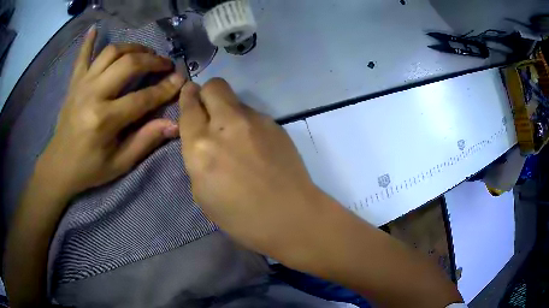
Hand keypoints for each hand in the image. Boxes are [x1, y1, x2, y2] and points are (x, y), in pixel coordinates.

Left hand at [37, 26, 185, 197]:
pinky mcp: (74, 83)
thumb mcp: (120, 163)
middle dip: (152, 60)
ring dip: (132, 48)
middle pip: (128, 64)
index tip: (181, 79)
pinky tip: (95, 28)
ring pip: (111, 53)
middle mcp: (93, 95)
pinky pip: (82, 56)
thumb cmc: (90, 168)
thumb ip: (145, 141)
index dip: (165, 88)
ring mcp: (81, 85)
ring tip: (144, 53)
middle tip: (165, 64)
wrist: (59, 166)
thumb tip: (174, 125)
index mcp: (105, 120)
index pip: (142, 98)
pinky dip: (88, 42)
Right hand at [178, 78, 334, 259]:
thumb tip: (203, 139)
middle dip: (207, 93)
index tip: (189, 93)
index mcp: (201, 146)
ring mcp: (255, 121)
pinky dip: (247, 124)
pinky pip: (253, 115)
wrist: (290, 217)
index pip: (189, 107)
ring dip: (228, 111)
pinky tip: (256, 145)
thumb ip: (197, 158)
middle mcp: (226, 125)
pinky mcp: (276, 124)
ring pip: (235, 99)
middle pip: (214, 86)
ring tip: (236, 136)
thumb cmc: (240, 217)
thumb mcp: (202, 193)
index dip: (187, 97)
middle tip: (208, 110)